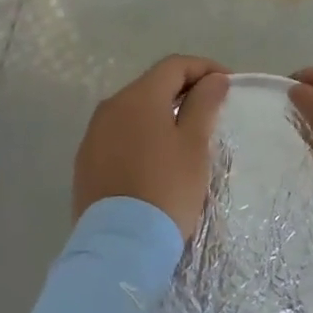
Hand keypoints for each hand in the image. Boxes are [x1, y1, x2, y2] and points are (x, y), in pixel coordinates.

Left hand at [74, 56, 229, 240]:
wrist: (120, 247)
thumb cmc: (166, 189)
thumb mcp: (194, 145)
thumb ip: (204, 104)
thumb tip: (214, 79)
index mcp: (139, 96)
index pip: (175, 65)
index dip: (204, 68)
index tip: (227, 85)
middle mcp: (111, 106)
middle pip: (152, 85)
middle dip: (183, 90)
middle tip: (210, 110)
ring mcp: (94, 134)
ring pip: (134, 111)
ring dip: (160, 114)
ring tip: (184, 136)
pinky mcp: (85, 162)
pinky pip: (118, 135)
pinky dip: (140, 136)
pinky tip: (155, 159)